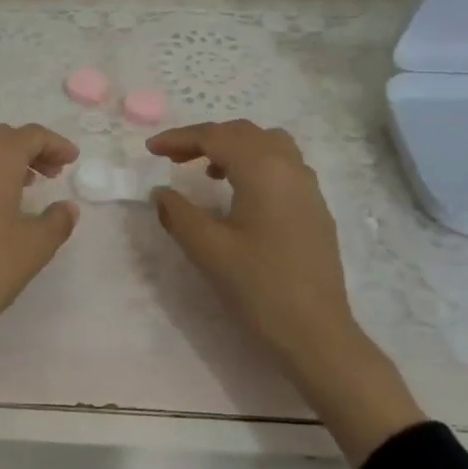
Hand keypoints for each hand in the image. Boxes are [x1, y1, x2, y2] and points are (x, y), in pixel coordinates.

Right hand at [147, 121, 425, 466]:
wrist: (317, 335)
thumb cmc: (260, 288)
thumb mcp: (209, 250)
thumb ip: (179, 214)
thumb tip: (160, 193)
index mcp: (264, 170)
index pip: (216, 137)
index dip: (180, 138)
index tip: (150, 150)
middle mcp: (290, 168)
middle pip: (243, 133)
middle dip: (204, 138)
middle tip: (171, 158)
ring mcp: (308, 187)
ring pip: (267, 144)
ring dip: (232, 147)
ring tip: (206, 171)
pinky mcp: (315, 208)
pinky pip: (282, 164)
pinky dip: (254, 162)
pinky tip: (238, 194)